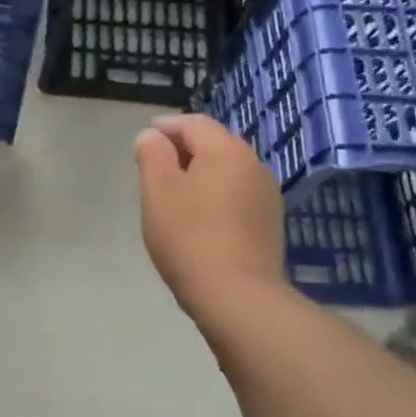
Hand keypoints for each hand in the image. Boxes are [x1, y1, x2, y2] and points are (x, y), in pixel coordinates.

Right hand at [133, 114, 288, 320]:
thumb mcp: (157, 190)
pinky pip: (237, 195)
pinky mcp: (268, 223)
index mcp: (225, 150)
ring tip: (176, 189)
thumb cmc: (188, 235)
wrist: (236, 293)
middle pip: (216, 144)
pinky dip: (216, 194)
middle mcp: (252, 164)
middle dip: (186, 147)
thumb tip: (152, 137)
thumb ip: (152, 155)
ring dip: (202, 172)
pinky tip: (200, 214)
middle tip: (157, 161)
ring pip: (228, 170)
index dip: (167, 125)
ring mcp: (266, 195)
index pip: (194, 123)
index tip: (146, 135)